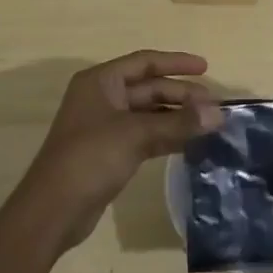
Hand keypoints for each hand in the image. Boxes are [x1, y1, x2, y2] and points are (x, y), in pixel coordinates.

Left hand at [15, 51, 221, 251]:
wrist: (53, 210)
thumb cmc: (90, 158)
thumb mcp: (136, 135)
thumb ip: (178, 122)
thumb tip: (219, 113)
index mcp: (102, 81)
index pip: (145, 62)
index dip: (176, 63)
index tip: (205, 67)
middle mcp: (103, 97)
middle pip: (148, 88)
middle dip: (180, 94)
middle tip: (214, 105)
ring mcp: (105, 126)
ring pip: (148, 114)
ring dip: (176, 117)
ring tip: (208, 123)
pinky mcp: (110, 152)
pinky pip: (145, 135)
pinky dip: (166, 136)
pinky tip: (190, 143)